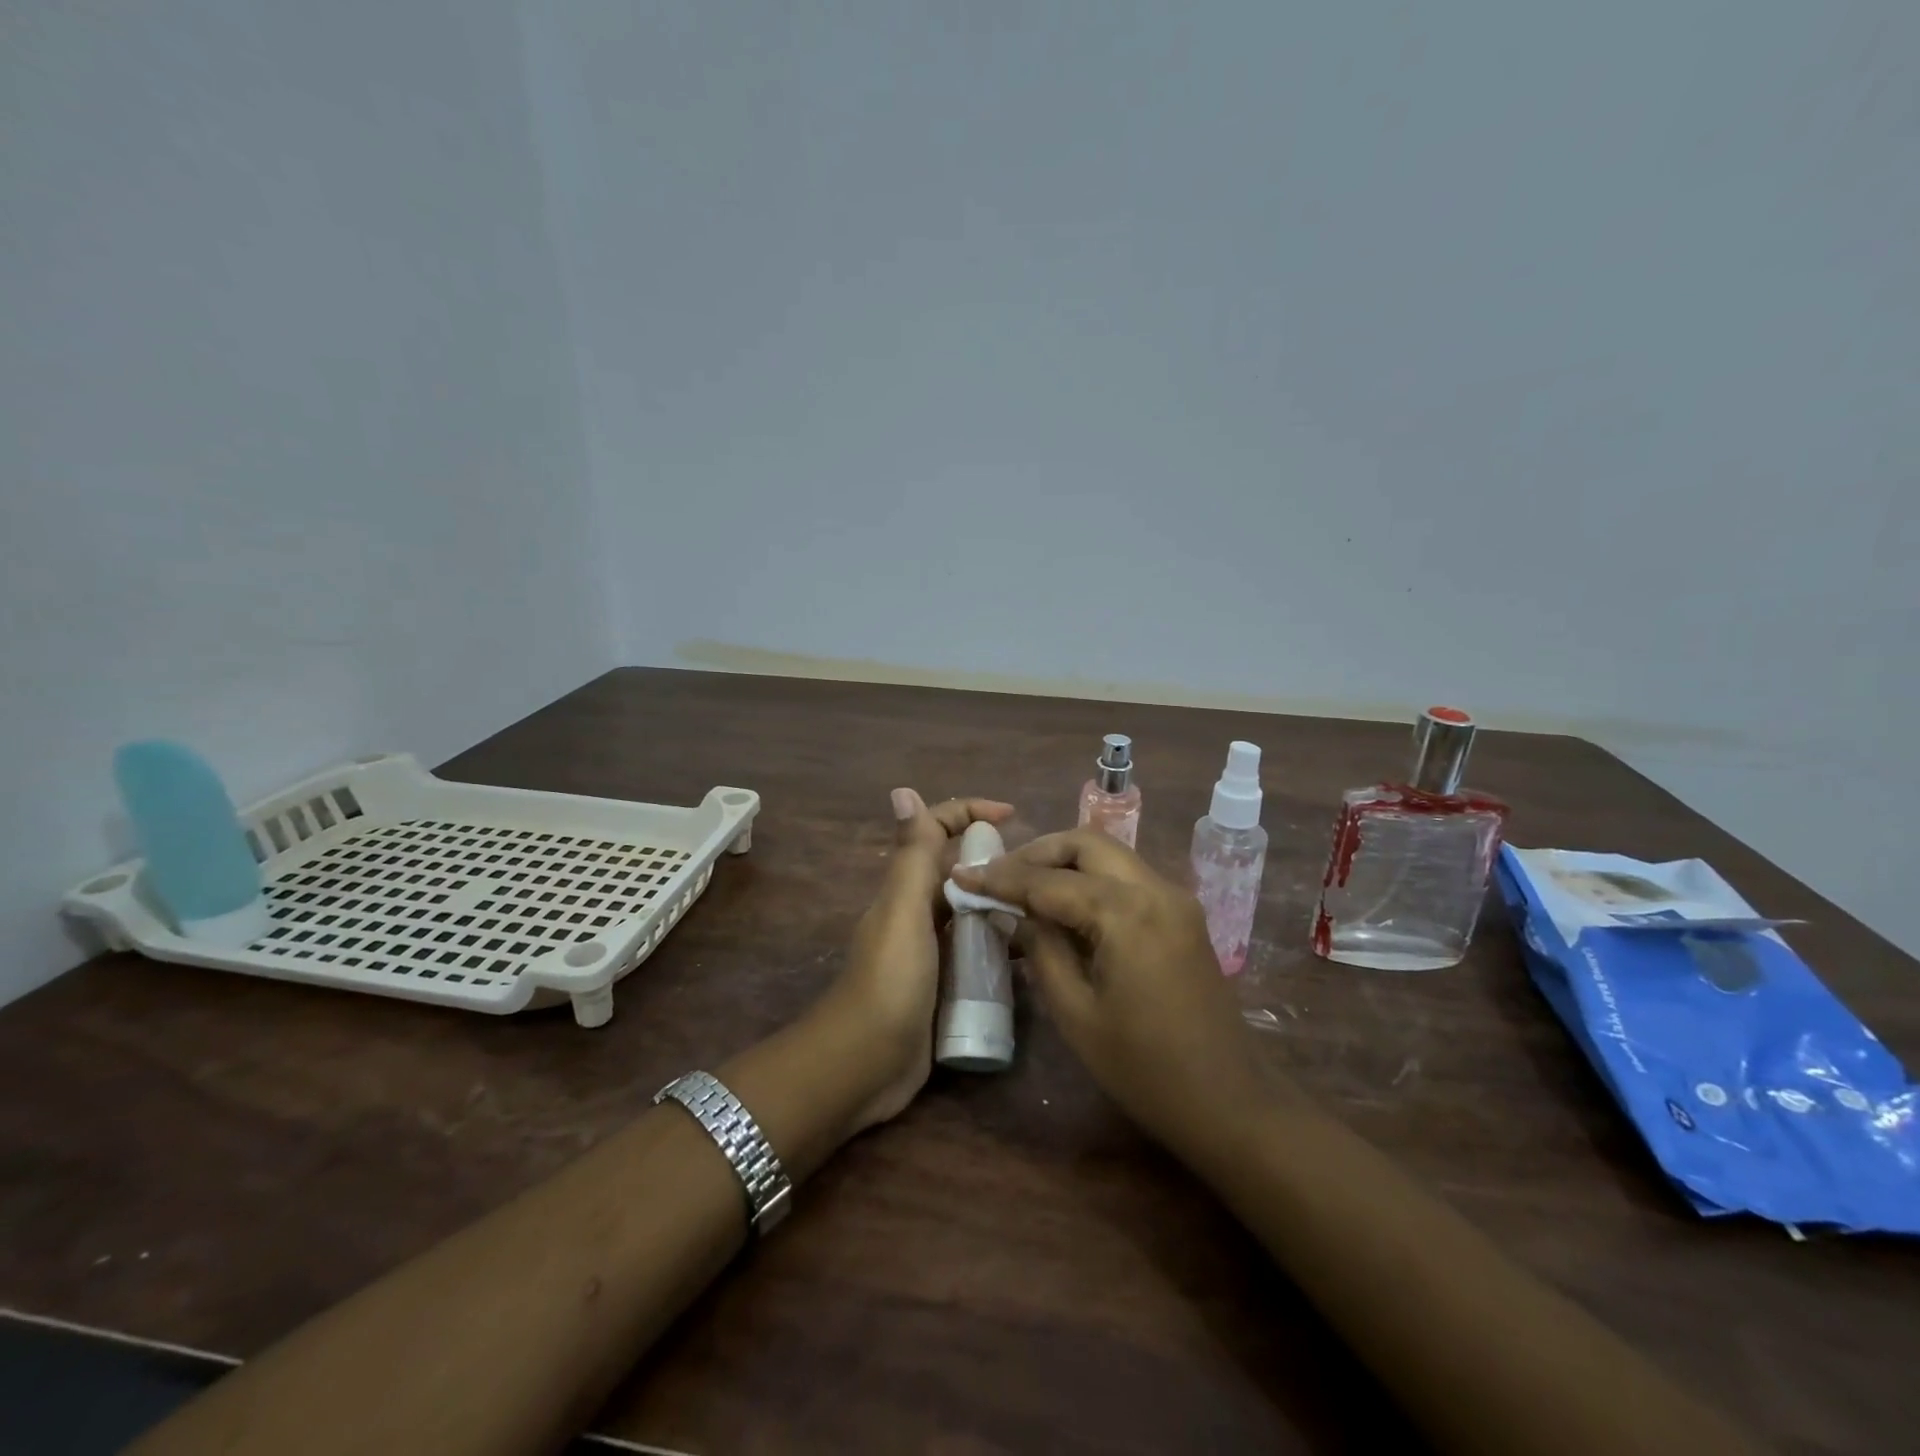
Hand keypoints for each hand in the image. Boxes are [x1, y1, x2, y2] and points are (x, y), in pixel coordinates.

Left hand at [822, 789, 1014, 1131]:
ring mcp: (932, 950)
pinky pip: (978, 953)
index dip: (970, 812)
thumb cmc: (889, 980)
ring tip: (1047, 909)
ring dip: (1003, 905)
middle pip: (960, 870)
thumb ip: (911, 855)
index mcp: (907, 887)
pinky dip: (1001, 947)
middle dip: (996, 861)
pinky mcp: (945, 985)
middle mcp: (919, 911)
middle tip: (1043, 873)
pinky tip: (1031, 955)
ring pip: (973, 912)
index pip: (937, 830)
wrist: (864, 1064)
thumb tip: (903, 789)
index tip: (1014, 815)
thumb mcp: (903, 911)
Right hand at [950, 829, 1273, 1164]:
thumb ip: (1041, 949)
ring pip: (1109, 854)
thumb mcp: (1076, 1012)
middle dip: (1037, 852)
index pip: (1049, 881)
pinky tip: (1064, 906)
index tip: (961, 873)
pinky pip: (1126, 878)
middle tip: (998, 875)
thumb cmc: (1144, 1068)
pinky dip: (1090, 879)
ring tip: (1023, 888)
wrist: (1229, 1102)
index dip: (1001, 877)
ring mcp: (1174, 898)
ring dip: (1064, 862)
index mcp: (1127, 912)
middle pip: (1086, 843)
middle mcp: (1155, 888)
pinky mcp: (1181, 914)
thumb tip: (1013, 911)